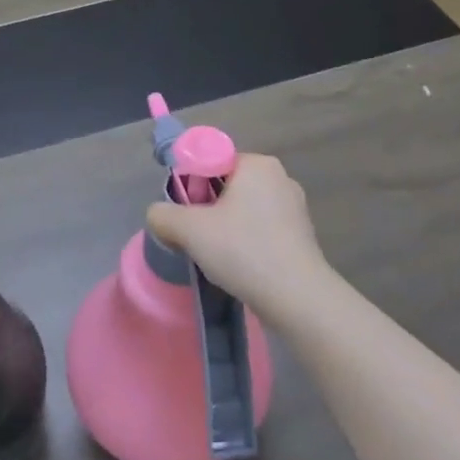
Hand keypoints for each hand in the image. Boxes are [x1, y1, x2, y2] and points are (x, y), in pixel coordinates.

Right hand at [146, 153, 331, 328]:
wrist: (298, 299)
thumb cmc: (243, 251)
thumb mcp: (188, 230)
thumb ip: (162, 214)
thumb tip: (158, 215)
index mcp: (257, 164)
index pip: (211, 161)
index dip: (191, 185)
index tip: (187, 215)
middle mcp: (280, 177)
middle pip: (226, 185)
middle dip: (207, 209)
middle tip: (196, 237)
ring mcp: (294, 207)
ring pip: (243, 210)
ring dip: (225, 228)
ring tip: (218, 257)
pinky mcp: (301, 236)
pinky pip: (261, 230)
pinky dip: (246, 243)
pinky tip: (240, 266)